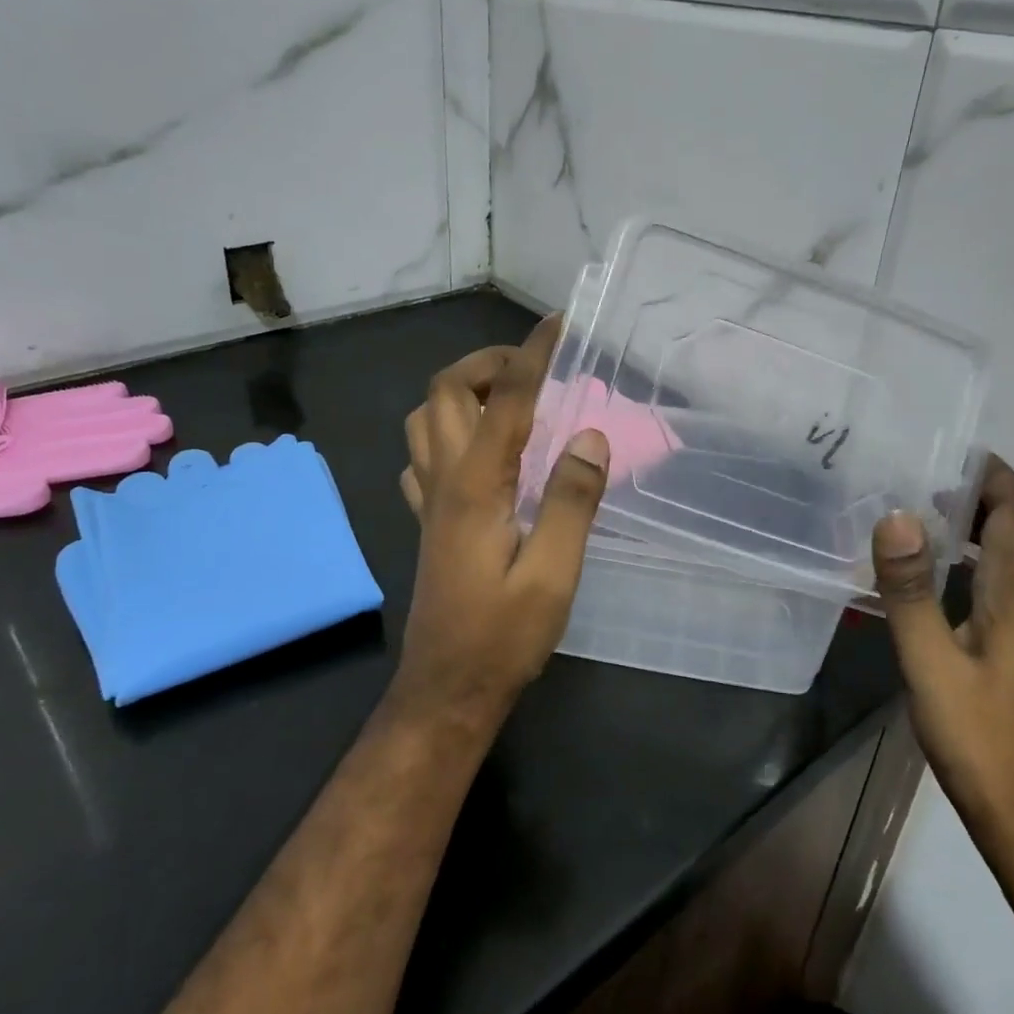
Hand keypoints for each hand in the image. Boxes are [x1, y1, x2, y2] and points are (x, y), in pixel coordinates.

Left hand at [394, 317, 609, 722]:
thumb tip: (590, 435)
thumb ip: (571, 500)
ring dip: (463, 392)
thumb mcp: (553, 574)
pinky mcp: (428, 519)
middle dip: (488, 361)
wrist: (447, 689)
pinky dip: (447, 431)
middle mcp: (445, 478)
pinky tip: (478, 450)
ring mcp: (429, 498)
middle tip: (534, 369)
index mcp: (477, 484)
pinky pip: (422, 455)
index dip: (534, 353)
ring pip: (426, 417)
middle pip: (446, 390)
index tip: (560, 324)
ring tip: (509, 401)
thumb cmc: (503, 635)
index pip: (507, 398)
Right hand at [872, 456, 1013, 864]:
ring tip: (949, 525)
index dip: (994, 477)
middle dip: (1003, 496)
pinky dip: (1006, 560)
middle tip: (945, 491)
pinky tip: (963, 582)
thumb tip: (896, 516)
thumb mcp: (929, 664)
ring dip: (1008, 526)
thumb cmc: (981, 741)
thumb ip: (910, 589)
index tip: (953, 453)